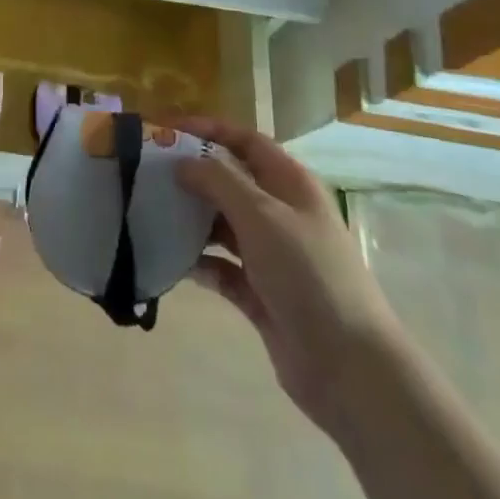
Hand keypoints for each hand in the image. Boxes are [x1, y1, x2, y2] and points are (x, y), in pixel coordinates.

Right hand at [173, 116, 404, 431]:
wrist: (350, 368)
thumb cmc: (308, 274)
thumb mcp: (261, 215)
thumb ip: (218, 181)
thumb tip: (183, 162)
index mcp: (290, 184)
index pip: (245, 140)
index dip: (208, 130)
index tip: (166, 131)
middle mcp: (281, 213)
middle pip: (230, 181)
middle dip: (193, 175)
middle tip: (149, 174)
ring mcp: (272, 255)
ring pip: (223, 224)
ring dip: (192, 219)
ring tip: (152, 215)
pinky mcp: (261, 294)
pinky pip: (222, 268)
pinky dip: (200, 262)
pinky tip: (173, 262)